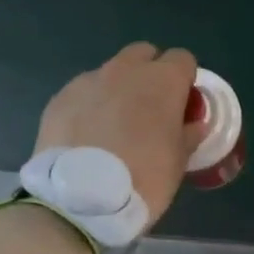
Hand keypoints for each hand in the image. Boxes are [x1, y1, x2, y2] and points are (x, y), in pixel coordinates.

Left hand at [34, 43, 208, 225]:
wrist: (79, 199)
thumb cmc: (143, 178)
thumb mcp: (179, 162)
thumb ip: (189, 134)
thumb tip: (193, 123)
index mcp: (162, 80)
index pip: (183, 59)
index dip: (185, 80)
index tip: (182, 105)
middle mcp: (125, 70)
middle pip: (144, 54)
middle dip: (150, 73)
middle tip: (149, 110)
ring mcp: (89, 81)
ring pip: (111, 72)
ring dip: (118, 89)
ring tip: (113, 127)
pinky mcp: (60, 97)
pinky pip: (83, 92)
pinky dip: (90, 106)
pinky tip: (88, 136)